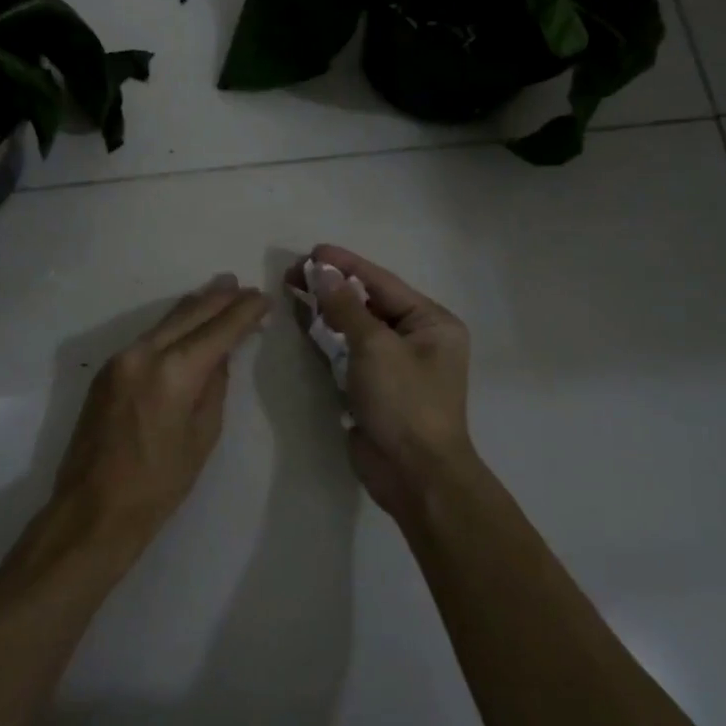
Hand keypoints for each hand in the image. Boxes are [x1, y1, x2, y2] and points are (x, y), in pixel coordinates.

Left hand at [49, 274, 269, 557]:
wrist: (95, 507)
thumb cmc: (160, 483)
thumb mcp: (203, 436)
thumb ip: (214, 387)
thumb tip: (219, 356)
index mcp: (173, 372)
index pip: (217, 330)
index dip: (244, 312)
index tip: (264, 298)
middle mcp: (143, 354)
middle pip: (188, 314)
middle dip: (219, 299)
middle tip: (242, 285)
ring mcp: (119, 360)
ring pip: (165, 322)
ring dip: (194, 306)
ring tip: (220, 291)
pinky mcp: (107, 371)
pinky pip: (148, 337)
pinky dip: (172, 326)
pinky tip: (186, 323)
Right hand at [288, 246, 479, 525]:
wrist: (414, 474)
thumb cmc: (404, 403)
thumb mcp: (375, 347)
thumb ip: (347, 308)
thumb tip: (323, 273)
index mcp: (432, 323)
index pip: (383, 283)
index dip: (347, 265)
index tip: (314, 250)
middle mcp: (417, 339)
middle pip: (369, 303)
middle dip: (333, 287)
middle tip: (294, 272)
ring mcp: (395, 365)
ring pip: (357, 328)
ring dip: (328, 310)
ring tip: (294, 290)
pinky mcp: (375, 388)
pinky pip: (350, 354)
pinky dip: (329, 339)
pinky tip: (306, 324)